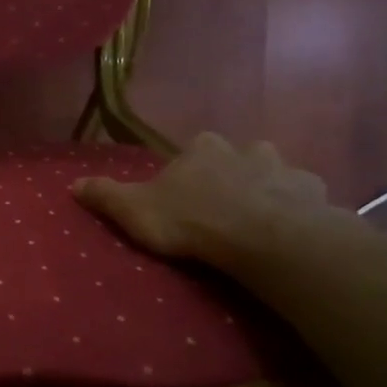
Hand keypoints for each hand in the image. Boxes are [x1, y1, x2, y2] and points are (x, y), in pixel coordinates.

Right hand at [73, 133, 349, 269]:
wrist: (264, 237)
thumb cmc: (193, 219)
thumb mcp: (134, 210)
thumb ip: (105, 195)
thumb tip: (71, 183)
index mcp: (202, 149)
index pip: (192, 152)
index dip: (189, 172)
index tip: (185, 196)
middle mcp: (244, 149)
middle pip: (237, 157)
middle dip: (232, 175)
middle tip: (224, 206)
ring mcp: (284, 169)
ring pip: (274, 174)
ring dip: (268, 189)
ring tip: (259, 219)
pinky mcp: (314, 194)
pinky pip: (304, 198)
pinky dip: (298, 209)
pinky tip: (290, 230)